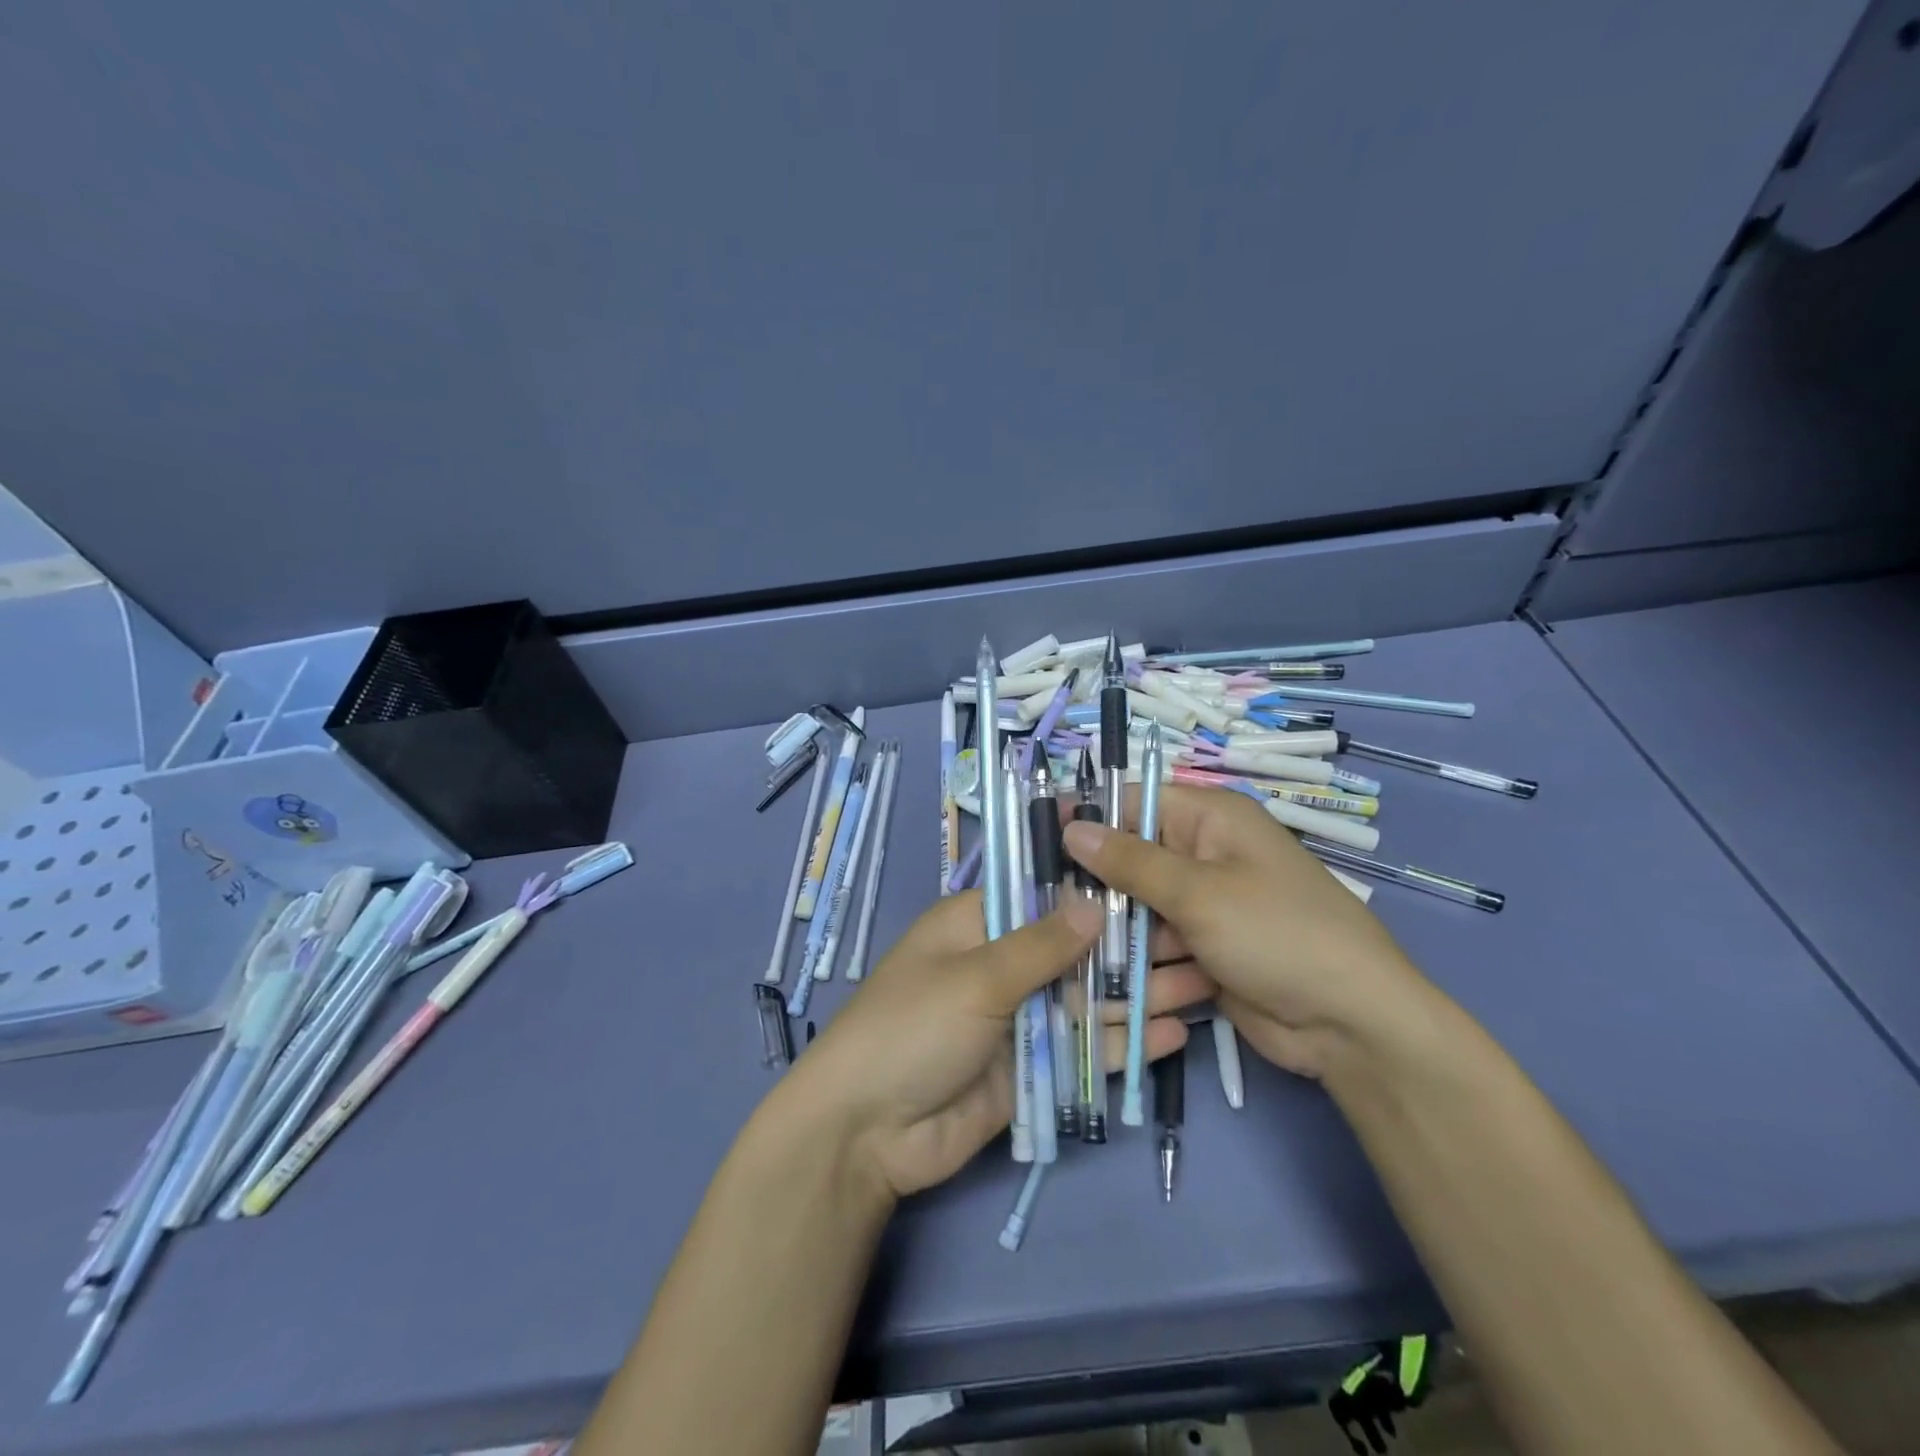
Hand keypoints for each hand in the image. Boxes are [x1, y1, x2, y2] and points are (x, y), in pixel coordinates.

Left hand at [781, 890, 1207, 1198]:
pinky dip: (1123, 1043)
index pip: (1042, 893)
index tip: (1152, 877)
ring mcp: (1019, 1018)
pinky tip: (1174, 1034)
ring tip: (1204, 982)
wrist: (865, 1134)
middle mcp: (1001, 964)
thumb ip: (1039, 946)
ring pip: (1086, 999)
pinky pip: (1083, 1050)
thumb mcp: (974, 978)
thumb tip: (1095, 904)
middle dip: (1129, 945)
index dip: (1093, 887)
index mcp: (976, 924)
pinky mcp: (1032, 1069)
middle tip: (1198, 936)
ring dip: (1137, 995)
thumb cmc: (910, 1029)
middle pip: (1074, 949)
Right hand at [1063, 784, 1431, 1079]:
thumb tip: (1071, 827)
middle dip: (1097, 887)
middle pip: (1131, 859)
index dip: (1088, 818)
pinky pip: (1157, 946)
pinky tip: (1115, 988)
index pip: (1134, 801)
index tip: (1040, 844)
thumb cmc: (1277, 935)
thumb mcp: (1198, 893)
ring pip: (1138, 908)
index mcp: (1210, 819)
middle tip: (1051, 910)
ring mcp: (1205, 905)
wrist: (1351, 1024)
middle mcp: (1204, 854)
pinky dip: (1142, 965)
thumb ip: (1129, 861)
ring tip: (1074, 958)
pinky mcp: (1205, 949)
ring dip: (1116, 935)